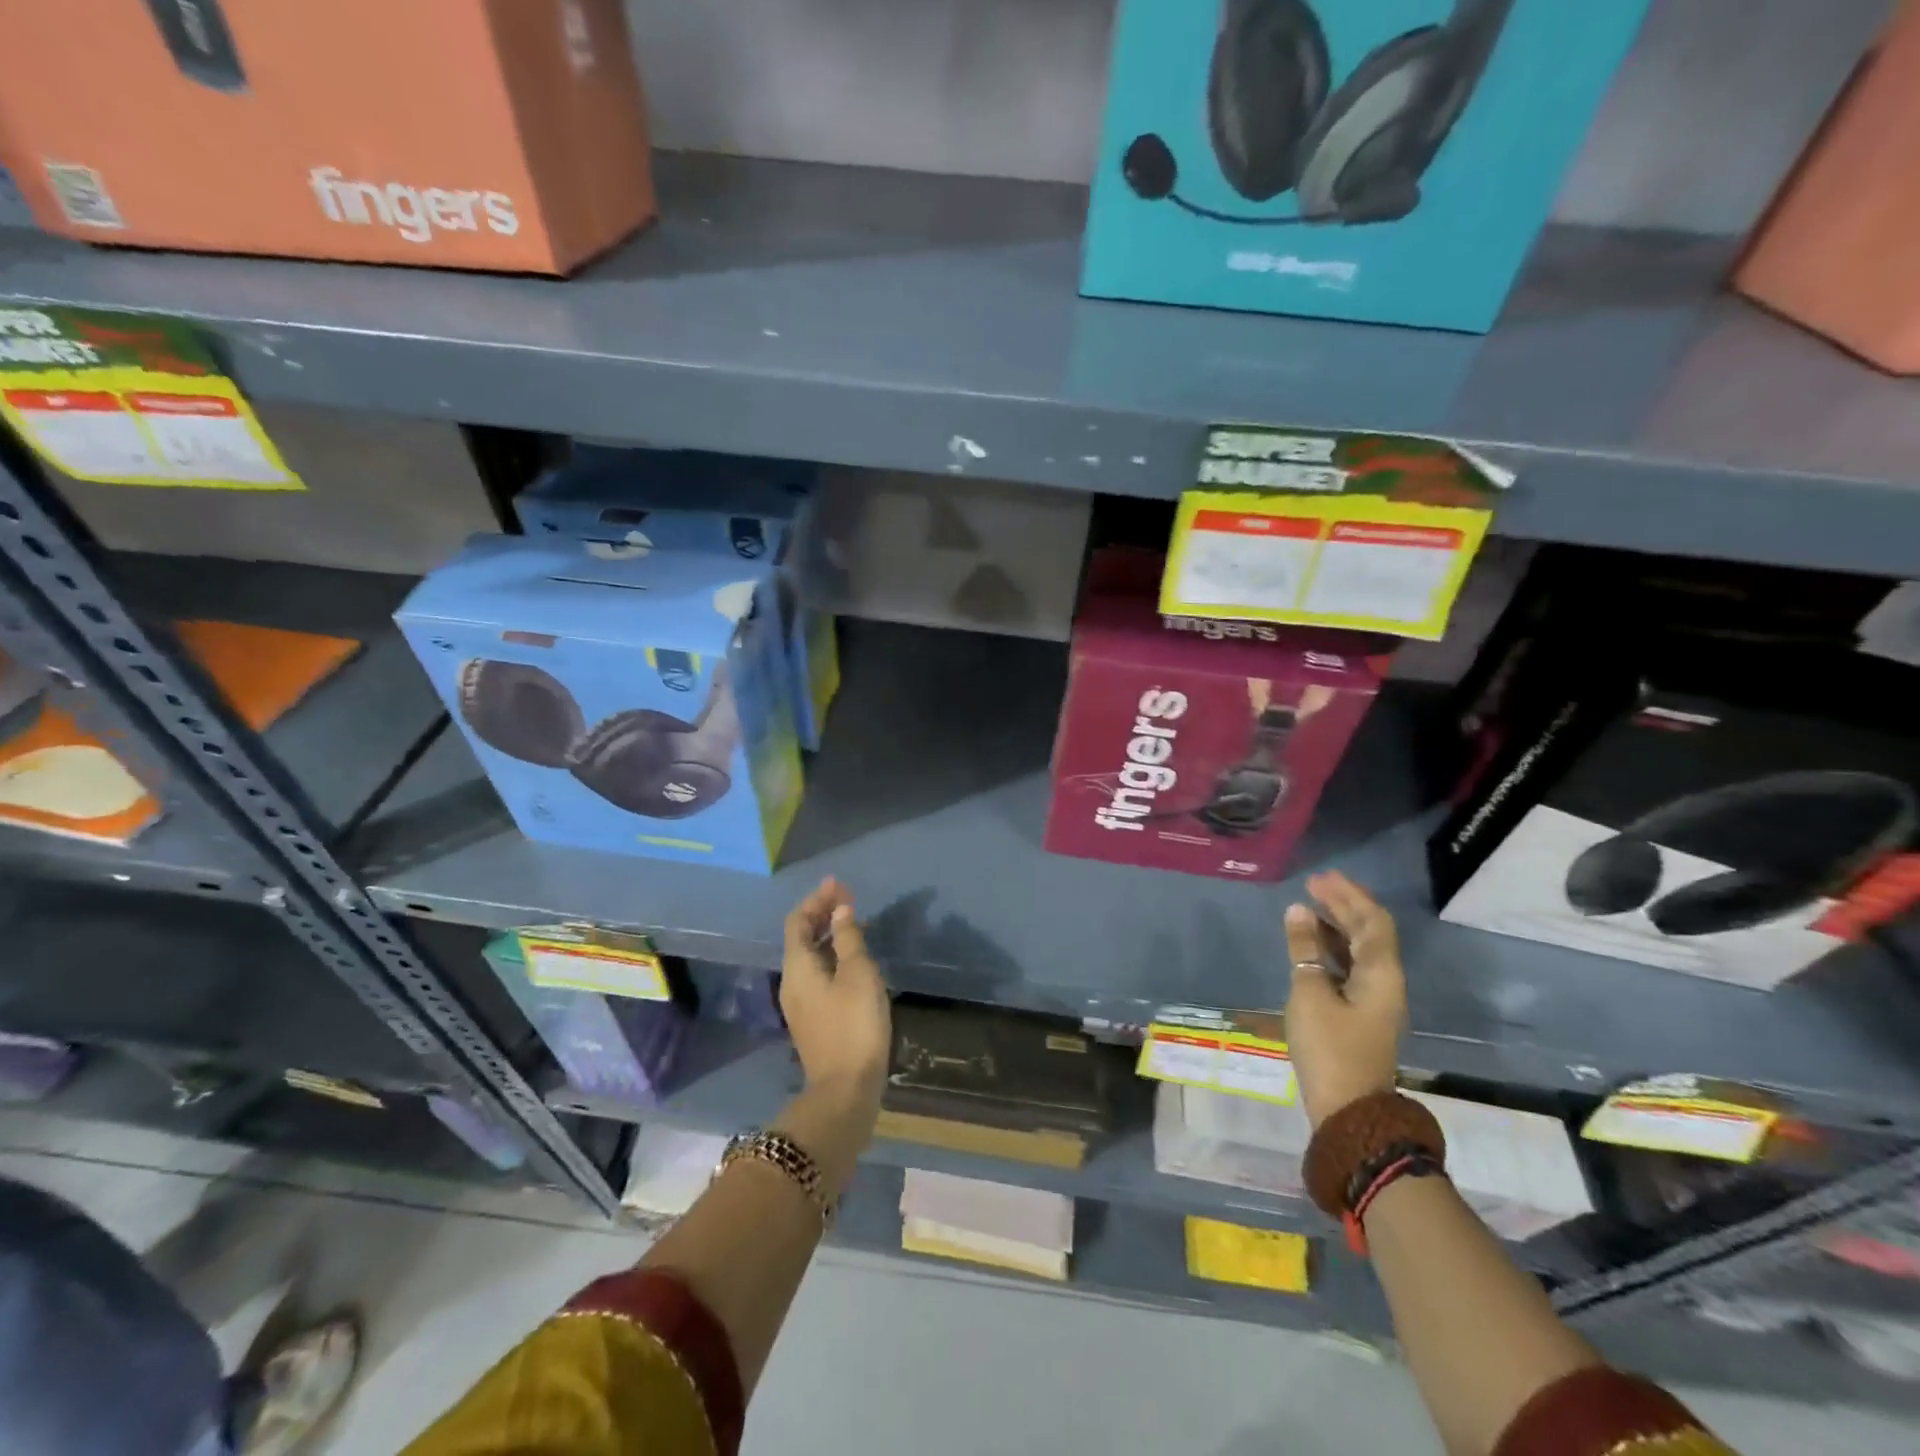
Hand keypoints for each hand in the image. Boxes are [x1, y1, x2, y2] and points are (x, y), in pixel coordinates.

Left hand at [780, 878, 891, 1112]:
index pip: (797, 921)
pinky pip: (817, 975)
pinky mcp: (813, 1020)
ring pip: (809, 957)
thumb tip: (840, 911)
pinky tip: (853, 960)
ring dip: (827, 935)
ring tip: (854, 924)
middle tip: (848, 899)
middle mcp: (792, 982)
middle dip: (821, 914)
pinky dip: (832, 956)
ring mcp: (801, 1004)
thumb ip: (848, 939)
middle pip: (800, 938)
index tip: (839, 885)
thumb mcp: (858, 975)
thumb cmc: (854, 1025)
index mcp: (798, 967)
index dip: (816, 900)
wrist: (845, 1090)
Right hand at [1283, 871, 1407, 1127]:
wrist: (1349, 1111)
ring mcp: (1374, 1001)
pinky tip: (1309, 947)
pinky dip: (1331, 950)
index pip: (1372, 922)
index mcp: (1381, 974)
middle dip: (1344, 906)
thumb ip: (1304, 949)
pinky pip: (1350, 969)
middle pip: (1369, 934)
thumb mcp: (1310, 993)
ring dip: (1336, 927)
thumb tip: (1299, 910)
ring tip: (1308, 909)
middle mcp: (1385, 982)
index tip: (1321, 878)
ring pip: (1359, 952)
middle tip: (1313, 885)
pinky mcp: (1360, 1016)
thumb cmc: (1330, 1048)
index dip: (1350, 896)